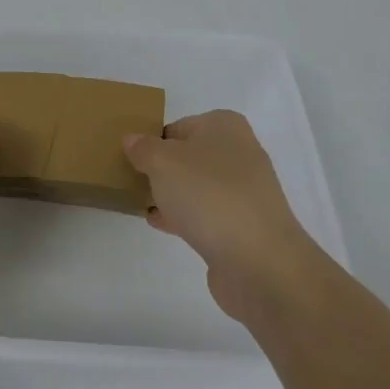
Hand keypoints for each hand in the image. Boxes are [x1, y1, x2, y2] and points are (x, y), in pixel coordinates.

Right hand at [123, 111, 314, 324]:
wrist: (259, 262)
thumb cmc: (209, 196)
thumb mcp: (162, 162)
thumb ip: (143, 148)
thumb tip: (133, 141)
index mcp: (224, 127)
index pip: (177, 126)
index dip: (152, 141)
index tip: (131, 159)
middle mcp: (239, 153)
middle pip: (188, 156)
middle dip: (161, 168)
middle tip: (133, 179)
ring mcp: (244, 192)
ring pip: (196, 186)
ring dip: (170, 193)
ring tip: (140, 202)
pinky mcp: (243, 225)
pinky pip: (205, 213)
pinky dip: (183, 216)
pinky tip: (159, 223)